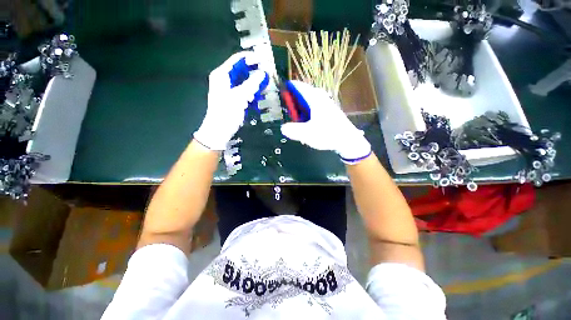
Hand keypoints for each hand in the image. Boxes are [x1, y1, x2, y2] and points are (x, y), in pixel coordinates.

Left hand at [194, 51, 267, 150]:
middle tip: (267, 72)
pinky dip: (252, 91)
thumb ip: (252, 84)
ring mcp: (229, 89)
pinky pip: (244, 91)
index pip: (236, 60)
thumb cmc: (226, 112)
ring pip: (244, 81)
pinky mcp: (234, 98)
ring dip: (254, 82)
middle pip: (241, 70)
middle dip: (254, 71)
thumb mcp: (239, 97)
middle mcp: (224, 80)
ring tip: (265, 83)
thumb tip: (263, 73)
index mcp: (222, 75)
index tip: (263, 59)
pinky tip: (258, 94)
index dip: (249, 58)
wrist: (219, 130)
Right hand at [280, 80, 371, 163]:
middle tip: (291, 109)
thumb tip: (283, 128)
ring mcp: (327, 105)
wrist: (348, 141)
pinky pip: (316, 108)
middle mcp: (322, 99)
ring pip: (311, 102)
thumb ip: (293, 130)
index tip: (284, 88)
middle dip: (296, 100)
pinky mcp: (331, 113)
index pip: (300, 87)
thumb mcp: (307, 134)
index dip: (291, 87)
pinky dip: (310, 113)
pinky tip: (309, 124)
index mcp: (315, 100)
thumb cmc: (327, 134)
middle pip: (306, 94)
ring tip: (299, 118)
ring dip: (303, 108)